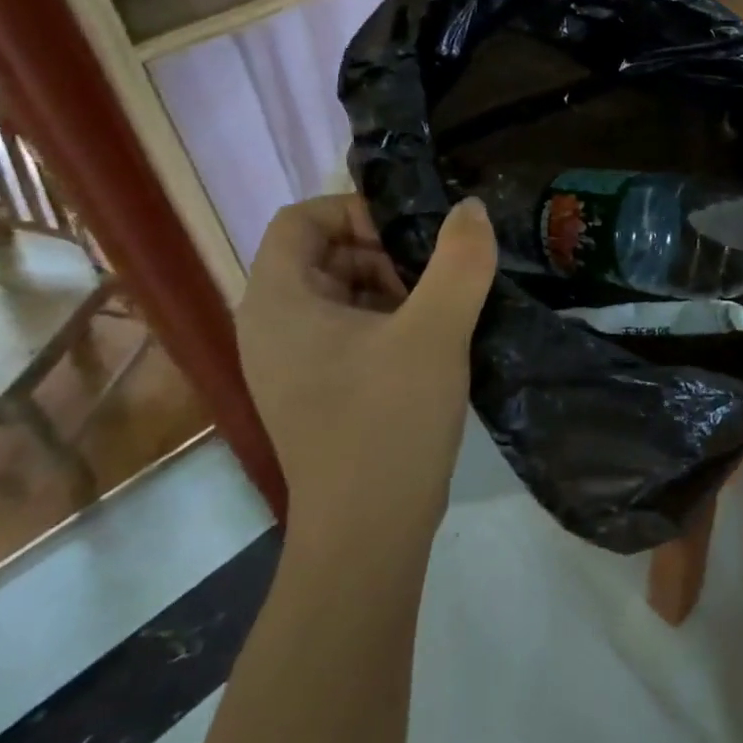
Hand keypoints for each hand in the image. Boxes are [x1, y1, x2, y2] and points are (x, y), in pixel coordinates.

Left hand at [235, 194, 496, 539]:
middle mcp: (271, 327)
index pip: (300, 220)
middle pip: (322, 254)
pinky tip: (431, 344)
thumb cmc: (389, 422)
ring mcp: (291, 364)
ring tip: (440, 310)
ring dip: (391, 287)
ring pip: (340, 294)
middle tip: (435, 276)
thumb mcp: (435, 332)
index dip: (356, 211)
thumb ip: (459, 261)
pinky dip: (387, 322)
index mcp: (278, 302)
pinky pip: (347, 331)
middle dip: (382, 252)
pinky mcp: (316, 391)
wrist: (368, 533)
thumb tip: (471, 208)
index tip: (412, 235)